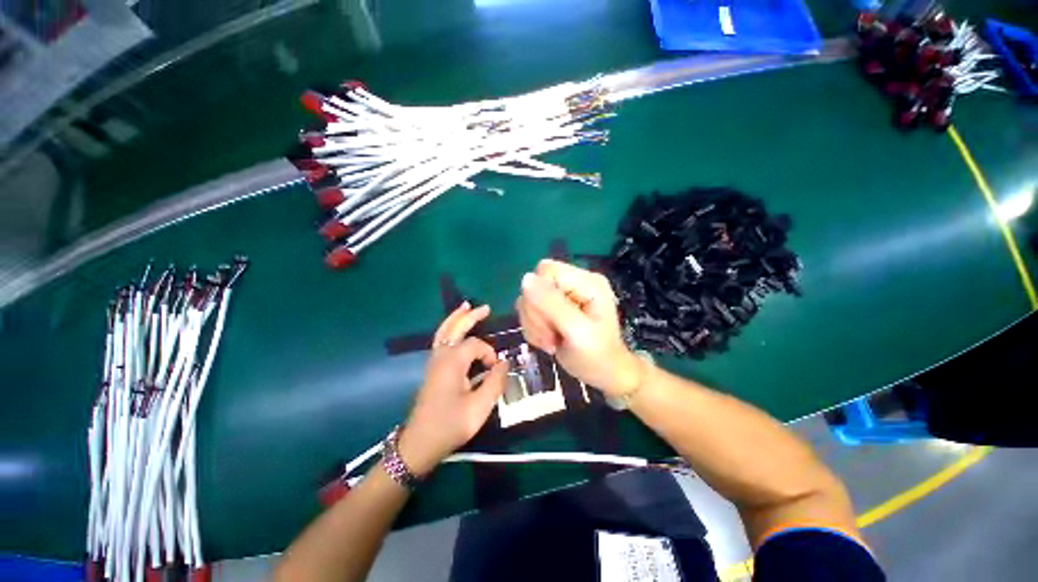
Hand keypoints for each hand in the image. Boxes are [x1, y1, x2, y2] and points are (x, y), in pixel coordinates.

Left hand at [398, 303, 508, 476]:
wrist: (419, 444)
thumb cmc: (451, 425)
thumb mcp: (480, 406)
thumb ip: (495, 382)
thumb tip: (505, 363)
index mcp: (452, 361)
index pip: (476, 345)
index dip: (490, 354)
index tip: (496, 370)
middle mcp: (441, 355)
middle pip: (455, 327)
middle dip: (470, 316)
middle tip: (486, 308)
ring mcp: (434, 361)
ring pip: (444, 331)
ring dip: (456, 318)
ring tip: (467, 307)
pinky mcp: (432, 369)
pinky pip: (441, 340)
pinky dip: (449, 329)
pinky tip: (455, 330)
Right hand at [516, 259, 642, 396]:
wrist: (603, 375)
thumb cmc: (596, 355)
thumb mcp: (576, 331)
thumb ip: (551, 304)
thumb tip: (525, 278)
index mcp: (586, 282)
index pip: (546, 271)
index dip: (539, 295)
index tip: (548, 321)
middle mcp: (573, 283)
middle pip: (534, 285)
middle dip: (536, 315)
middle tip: (551, 337)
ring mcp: (563, 296)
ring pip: (528, 300)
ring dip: (534, 325)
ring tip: (551, 342)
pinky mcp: (553, 309)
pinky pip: (529, 312)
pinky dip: (533, 329)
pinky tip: (547, 341)